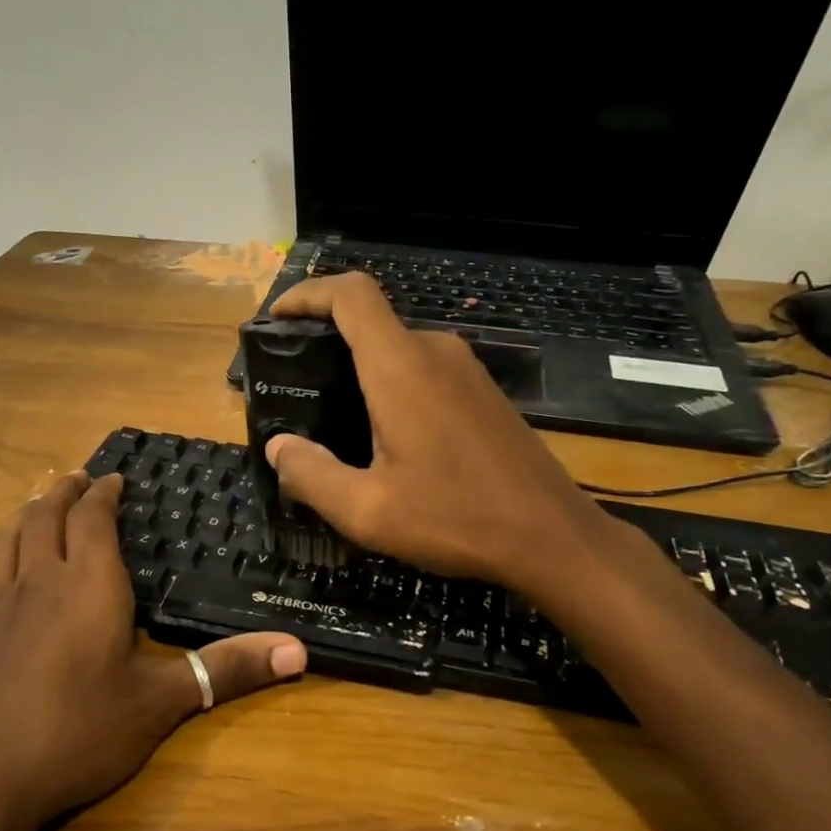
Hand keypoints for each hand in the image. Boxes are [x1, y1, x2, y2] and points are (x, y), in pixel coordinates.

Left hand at [0, 471, 307, 830]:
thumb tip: (298, 651)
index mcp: (88, 585)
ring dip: (25, 515)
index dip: (103, 493)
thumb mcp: (160, 703)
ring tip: (37, 508)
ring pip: (6, 539)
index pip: (93, 518)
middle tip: (78, 480)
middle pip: (44, 516)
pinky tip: (1, 577)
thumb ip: (226, 670)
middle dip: (63, 492)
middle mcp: (37, 581)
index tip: (113, 478)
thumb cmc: (78, 733)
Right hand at [265, 273, 620, 598]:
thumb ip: (311, 475)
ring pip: (398, 349)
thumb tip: (278, 447)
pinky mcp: (483, 392)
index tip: (277, 317)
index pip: (351, 295)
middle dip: (326, 342)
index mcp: (401, 368)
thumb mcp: (368, 510)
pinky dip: (392, 385)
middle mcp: (435, 353)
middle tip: (295, 388)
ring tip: (332, 418)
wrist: (552, 536)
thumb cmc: (457, 518)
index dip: (308, 294)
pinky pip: (424, 371)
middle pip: (371, 322)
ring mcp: (466, 371)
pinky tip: (385, 436)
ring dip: (360, 369)